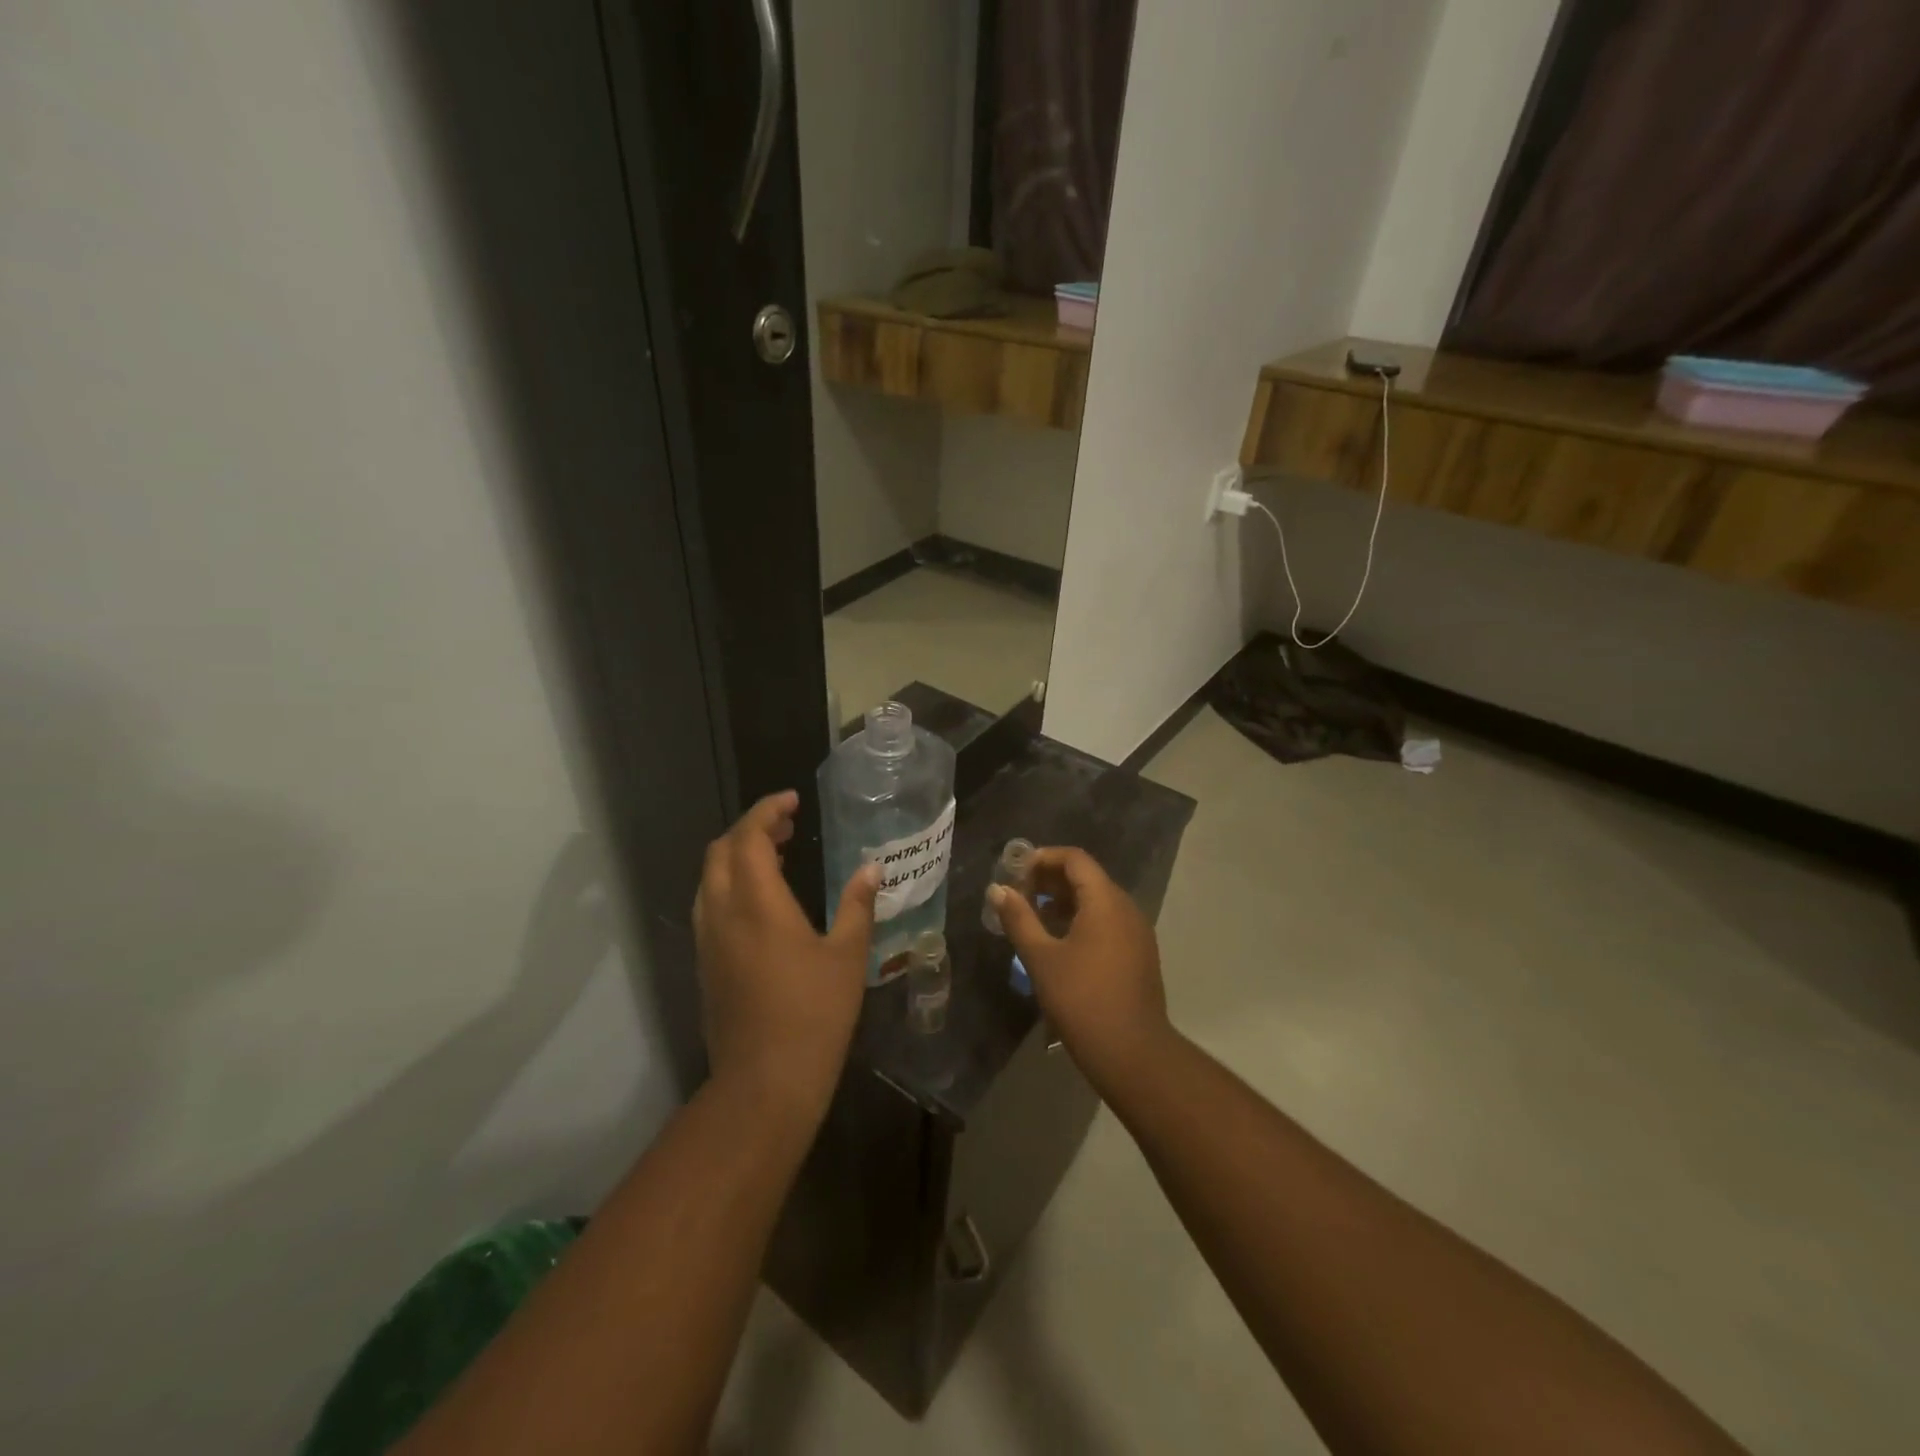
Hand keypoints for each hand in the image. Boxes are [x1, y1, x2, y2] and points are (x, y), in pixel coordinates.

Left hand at [693, 791, 877, 1124]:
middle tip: (788, 826)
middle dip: (750, 829)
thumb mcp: (848, 956)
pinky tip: (762, 901)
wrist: (764, 1082)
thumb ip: (858, 905)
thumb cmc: (814, 1014)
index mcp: (757, 903)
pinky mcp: (705, 965)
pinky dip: (730, 884)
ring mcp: (708, 941)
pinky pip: (709, 905)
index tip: (794, 801)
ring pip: (710, 878)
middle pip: (721, 851)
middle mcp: (722, 913)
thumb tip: (871, 868)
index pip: (749, 836)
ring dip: (737, 856)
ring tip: (776, 856)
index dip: (767, 810)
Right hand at [988, 847, 1172, 1092]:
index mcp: (1105, 901)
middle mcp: (1126, 908)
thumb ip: (1019, 918)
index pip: (1075, 859)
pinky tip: (1058, 941)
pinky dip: (1081, 919)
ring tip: (1033, 917)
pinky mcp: (1139, 954)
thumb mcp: (1041, 958)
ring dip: (1064, 901)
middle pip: (1087, 877)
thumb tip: (998, 890)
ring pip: (1098, 901)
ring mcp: (1137, 932)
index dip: (1043, 858)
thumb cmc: (1082, 1000)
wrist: (1132, 1053)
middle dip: (1050, 880)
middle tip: (1018, 893)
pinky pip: (1107, 921)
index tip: (1015, 872)